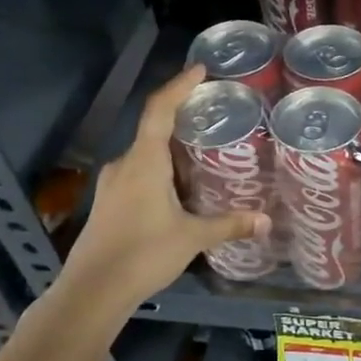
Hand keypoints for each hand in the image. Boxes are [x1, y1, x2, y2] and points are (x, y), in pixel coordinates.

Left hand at [65, 64, 269, 303]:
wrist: (93, 290)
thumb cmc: (143, 253)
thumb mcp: (193, 237)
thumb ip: (229, 225)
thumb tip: (266, 221)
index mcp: (144, 161)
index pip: (159, 110)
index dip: (179, 86)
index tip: (200, 70)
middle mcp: (124, 164)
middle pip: (153, 129)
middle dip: (182, 118)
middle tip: (213, 115)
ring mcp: (112, 184)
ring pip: (145, 154)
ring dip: (171, 148)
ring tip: (203, 151)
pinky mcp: (109, 203)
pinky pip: (138, 172)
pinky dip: (161, 170)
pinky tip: (180, 187)